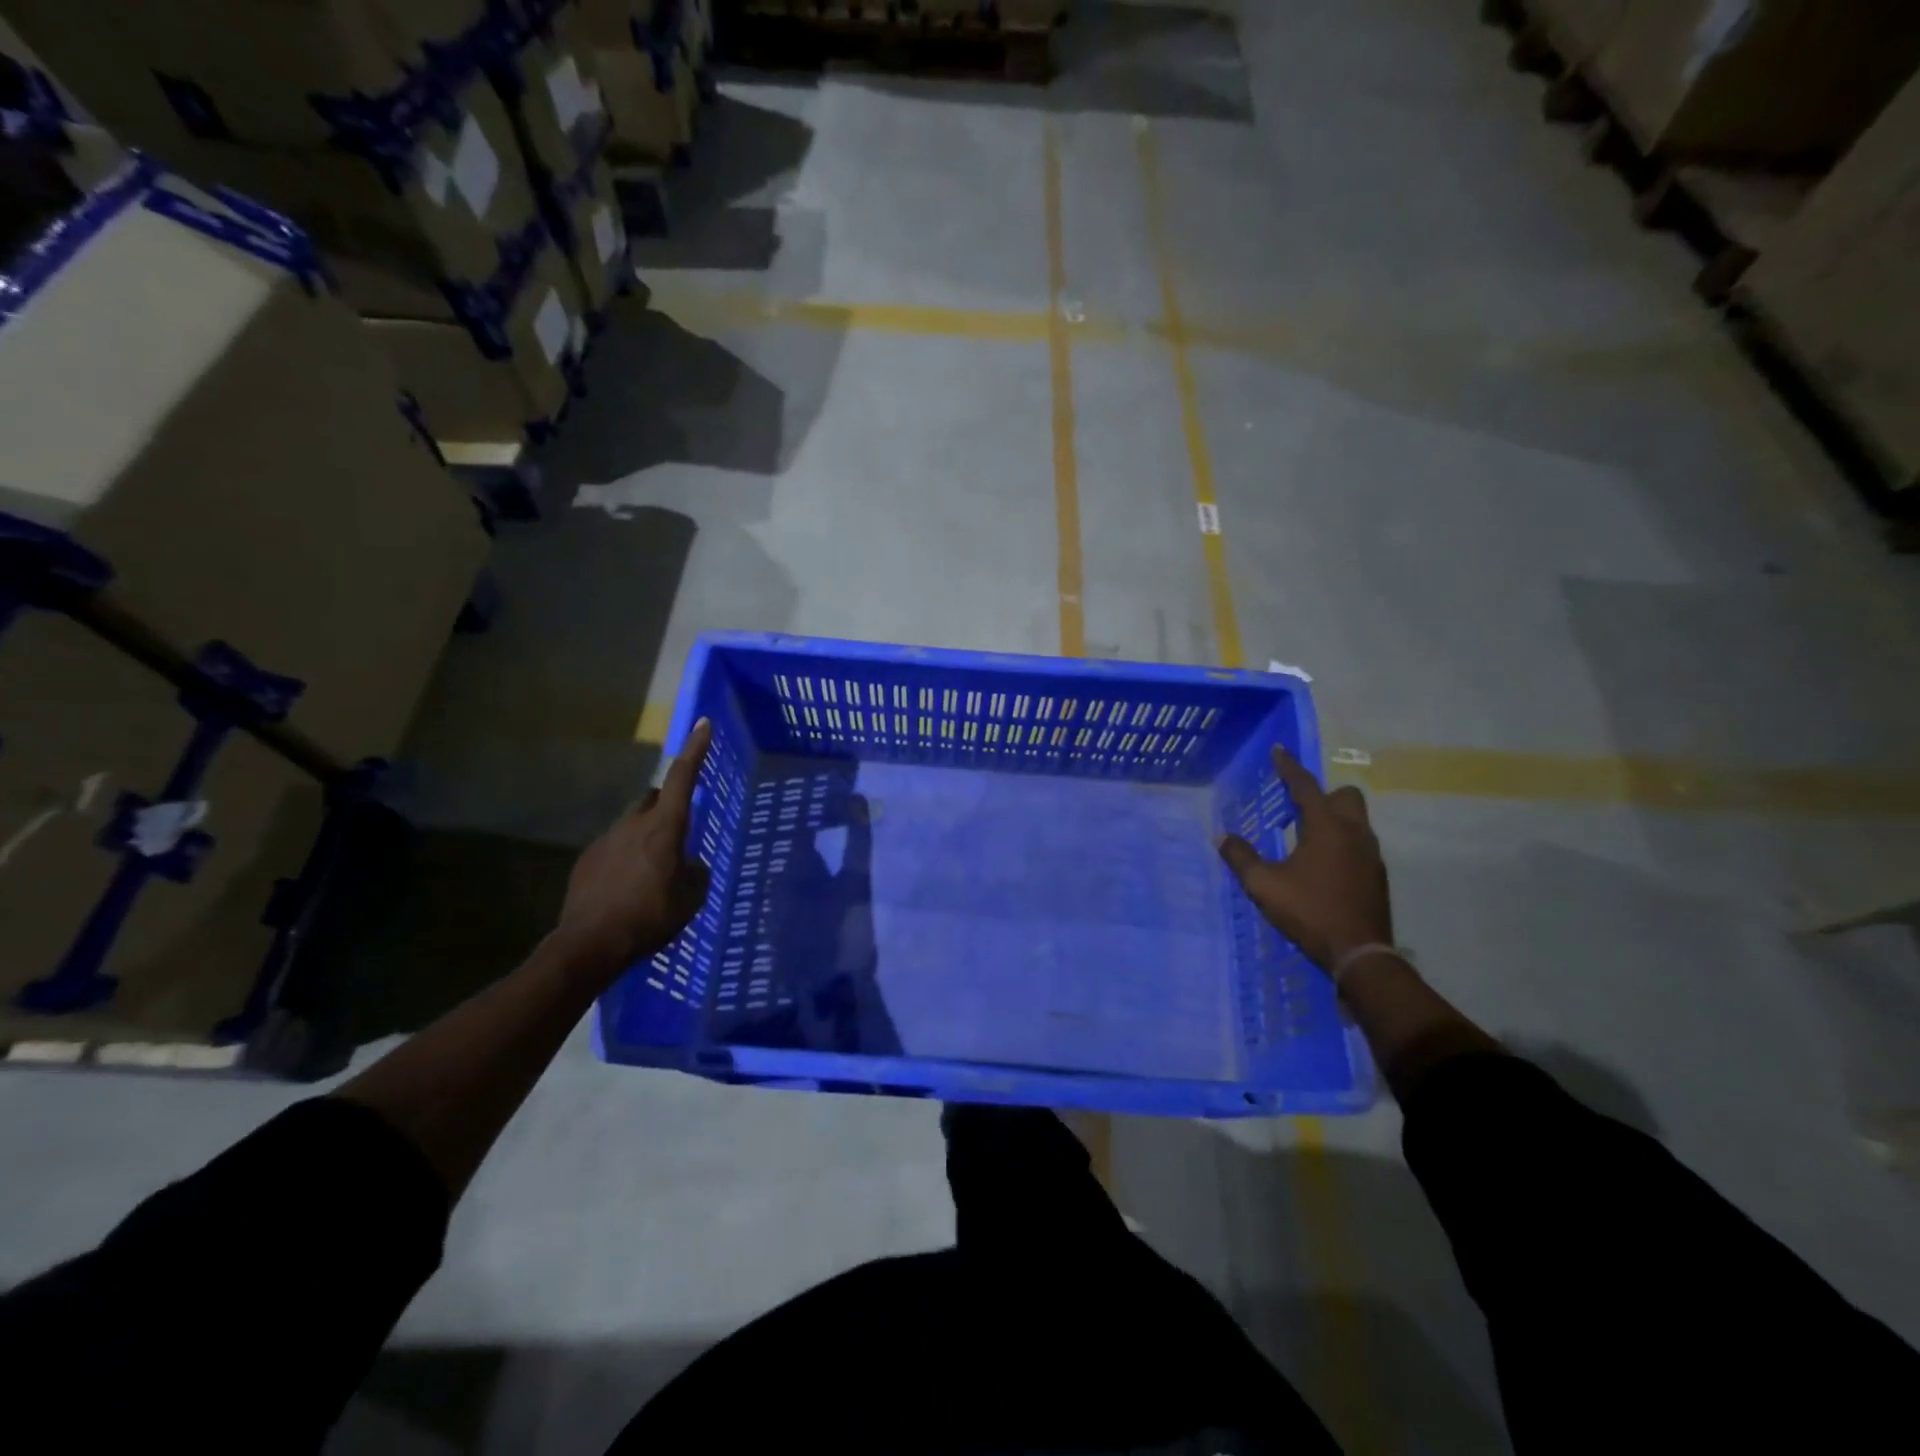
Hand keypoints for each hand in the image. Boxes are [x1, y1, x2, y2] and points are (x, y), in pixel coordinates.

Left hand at [553, 717, 713, 978]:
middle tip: (680, 828)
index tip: (703, 723)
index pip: (684, 778)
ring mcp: (605, 840)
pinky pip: (614, 847)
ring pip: (633, 824)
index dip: (696, 749)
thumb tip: (691, 865)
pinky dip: (626, 857)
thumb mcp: (690, 899)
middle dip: (669, 804)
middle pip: (655, 798)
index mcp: (665, 828)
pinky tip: (628, 887)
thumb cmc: (650, 918)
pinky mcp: (586, 860)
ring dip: (647, 836)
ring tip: (653, 870)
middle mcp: (633, 824)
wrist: (589, 944)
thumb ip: (696, 874)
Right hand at [1217, 746, 1391, 974]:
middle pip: (1346, 796)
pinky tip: (1322, 864)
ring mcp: (1371, 854)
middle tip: (1298, 807)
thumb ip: (1241, 857)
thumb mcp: (1264, 885)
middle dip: (1323, 794)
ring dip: (1333, 818)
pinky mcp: (1377, 875)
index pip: (1305, 786)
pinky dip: (1341, 842)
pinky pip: (1359, 843)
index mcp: (1327, 827)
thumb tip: (1222, 837)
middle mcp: (1354, 832)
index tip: (1279, 750)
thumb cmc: (1309, 911)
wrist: (1359, 953)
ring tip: (1306, 836)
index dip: (1289, 767)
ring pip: (1356, 820)